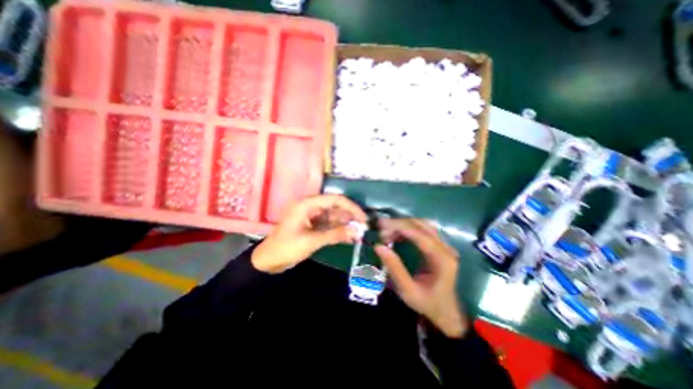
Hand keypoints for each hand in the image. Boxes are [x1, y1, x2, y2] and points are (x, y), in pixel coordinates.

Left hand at [254, 194, 366, 272]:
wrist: (268, 261)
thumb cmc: (286, 248)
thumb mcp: (312, 241)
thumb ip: (335, 234)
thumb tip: (357, 231)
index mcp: (307, 204)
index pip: (334, 199)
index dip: (351, 207)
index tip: (363, 218)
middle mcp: (310, 207)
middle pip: (335, 207)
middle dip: (350, 217)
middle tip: (363, 228)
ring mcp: (312, 216)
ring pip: (333, 217)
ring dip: (345, 225)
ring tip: (359, 234)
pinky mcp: (312, 226)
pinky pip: (328, 225)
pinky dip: (338, 231)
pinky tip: (349, 238)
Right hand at [378, 219, 467, 336]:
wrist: (447, 312)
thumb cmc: (427, 303)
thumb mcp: (408, 291)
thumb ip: (394, 268)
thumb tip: (378, 246)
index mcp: (442, 259)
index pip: (420, 234)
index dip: (399, 226)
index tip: (381, 225)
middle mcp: (446, 248)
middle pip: (421, 225)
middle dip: (399, 224)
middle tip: (380, 230)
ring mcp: (444, 245)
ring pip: (422, 224)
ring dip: (403, 225)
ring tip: (387, 233)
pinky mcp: (440, 245)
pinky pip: (423, 229)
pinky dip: (408, 228)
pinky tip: (397, 234)